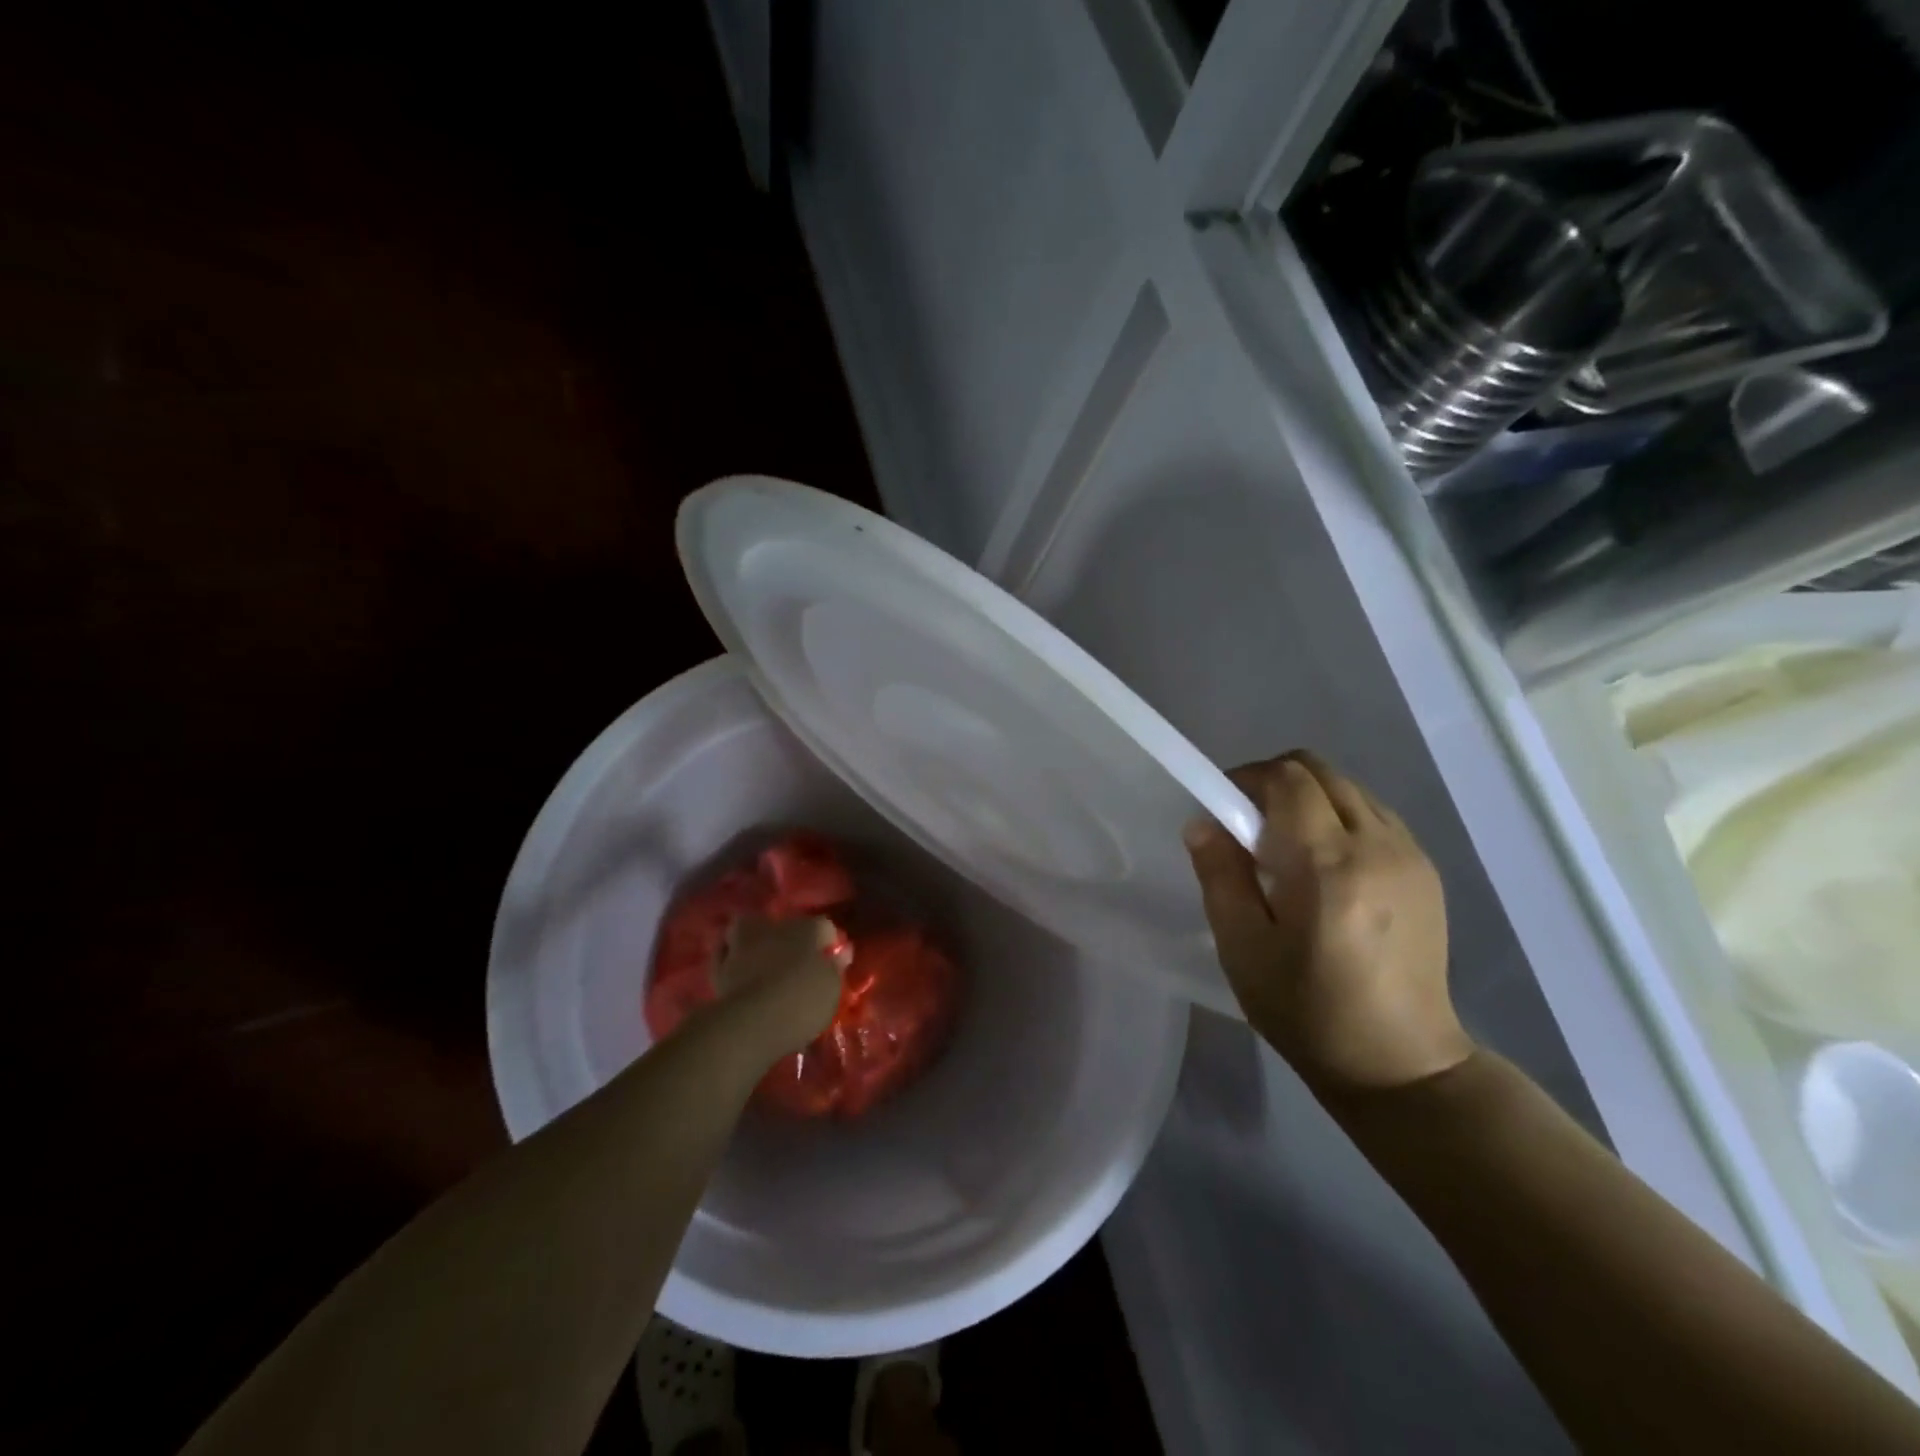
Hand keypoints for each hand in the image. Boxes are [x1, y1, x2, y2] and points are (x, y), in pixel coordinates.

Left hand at [710, 916, 849, 1058]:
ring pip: (749, 933)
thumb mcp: (832, 989)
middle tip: (794, 961)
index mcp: (807, 929)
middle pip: (784, 925)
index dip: (829, 944)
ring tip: (760, 963)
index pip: (825, 927)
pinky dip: (730, 961)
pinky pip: (725, 956)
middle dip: (789, 938)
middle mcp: (774, 927)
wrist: (750, 1023)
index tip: (831, 962)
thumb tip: (840, 954)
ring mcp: (743, 944)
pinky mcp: (718, 967)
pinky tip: (737, 973)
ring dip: (755, 943)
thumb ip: (835, 968)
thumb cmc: (801, 1002)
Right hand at [1184, 752, 1472, 1093]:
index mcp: (1327, 864)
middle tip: (1248, 825)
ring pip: (1349, 788)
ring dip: (1309, 798)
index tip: (1222, 807)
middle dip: (1275, 781)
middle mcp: (1377, 845)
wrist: (1401, 1063)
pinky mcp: (1427, 870)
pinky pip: (1374, 814)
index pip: (1287, 778)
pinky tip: (1326, 865)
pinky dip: (1340, 817)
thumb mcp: (1243, 948)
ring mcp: (1410, 854)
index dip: (1246, 778)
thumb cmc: (1307, 1010)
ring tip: (1287, 848)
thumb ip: (1220, 875)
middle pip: (1320, 770)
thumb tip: (1202, 822)